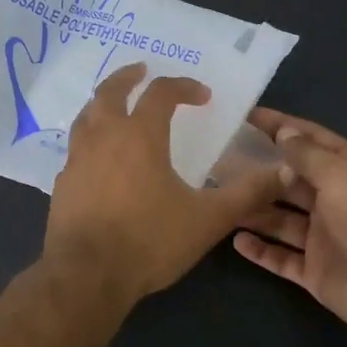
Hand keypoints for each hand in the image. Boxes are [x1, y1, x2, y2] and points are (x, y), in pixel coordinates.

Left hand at [44, 64, 280, 304]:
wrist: (87, 275)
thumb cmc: (149, 241)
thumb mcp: (208, 219)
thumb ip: (246, 194)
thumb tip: (284, 173)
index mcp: (140, 135)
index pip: (161, 93)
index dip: (184, 87)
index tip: (203, 96)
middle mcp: (103, 137)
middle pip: (109, 91)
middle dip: (128, 76)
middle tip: (142, 71)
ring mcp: (77, 160)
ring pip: (86, 116)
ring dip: (102, 104)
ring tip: (115, 107)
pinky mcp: (62, 185)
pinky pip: (76, 150)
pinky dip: (90, 141)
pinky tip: (99, 159)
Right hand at [233, 109, 346, 344]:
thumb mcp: (343, 176)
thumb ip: (309, 156)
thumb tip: (285, 134)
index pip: (312, 142)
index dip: (282, 127)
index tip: (246, 117)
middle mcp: (338, 202)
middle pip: (292, 182)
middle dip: (260, 171)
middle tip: (219, 161)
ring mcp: (325, 239)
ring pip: (281, 219)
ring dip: (254, 210)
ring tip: (219, 197)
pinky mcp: (316, 272)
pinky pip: (281, 258)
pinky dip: (260, 250)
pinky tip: (234, 240)